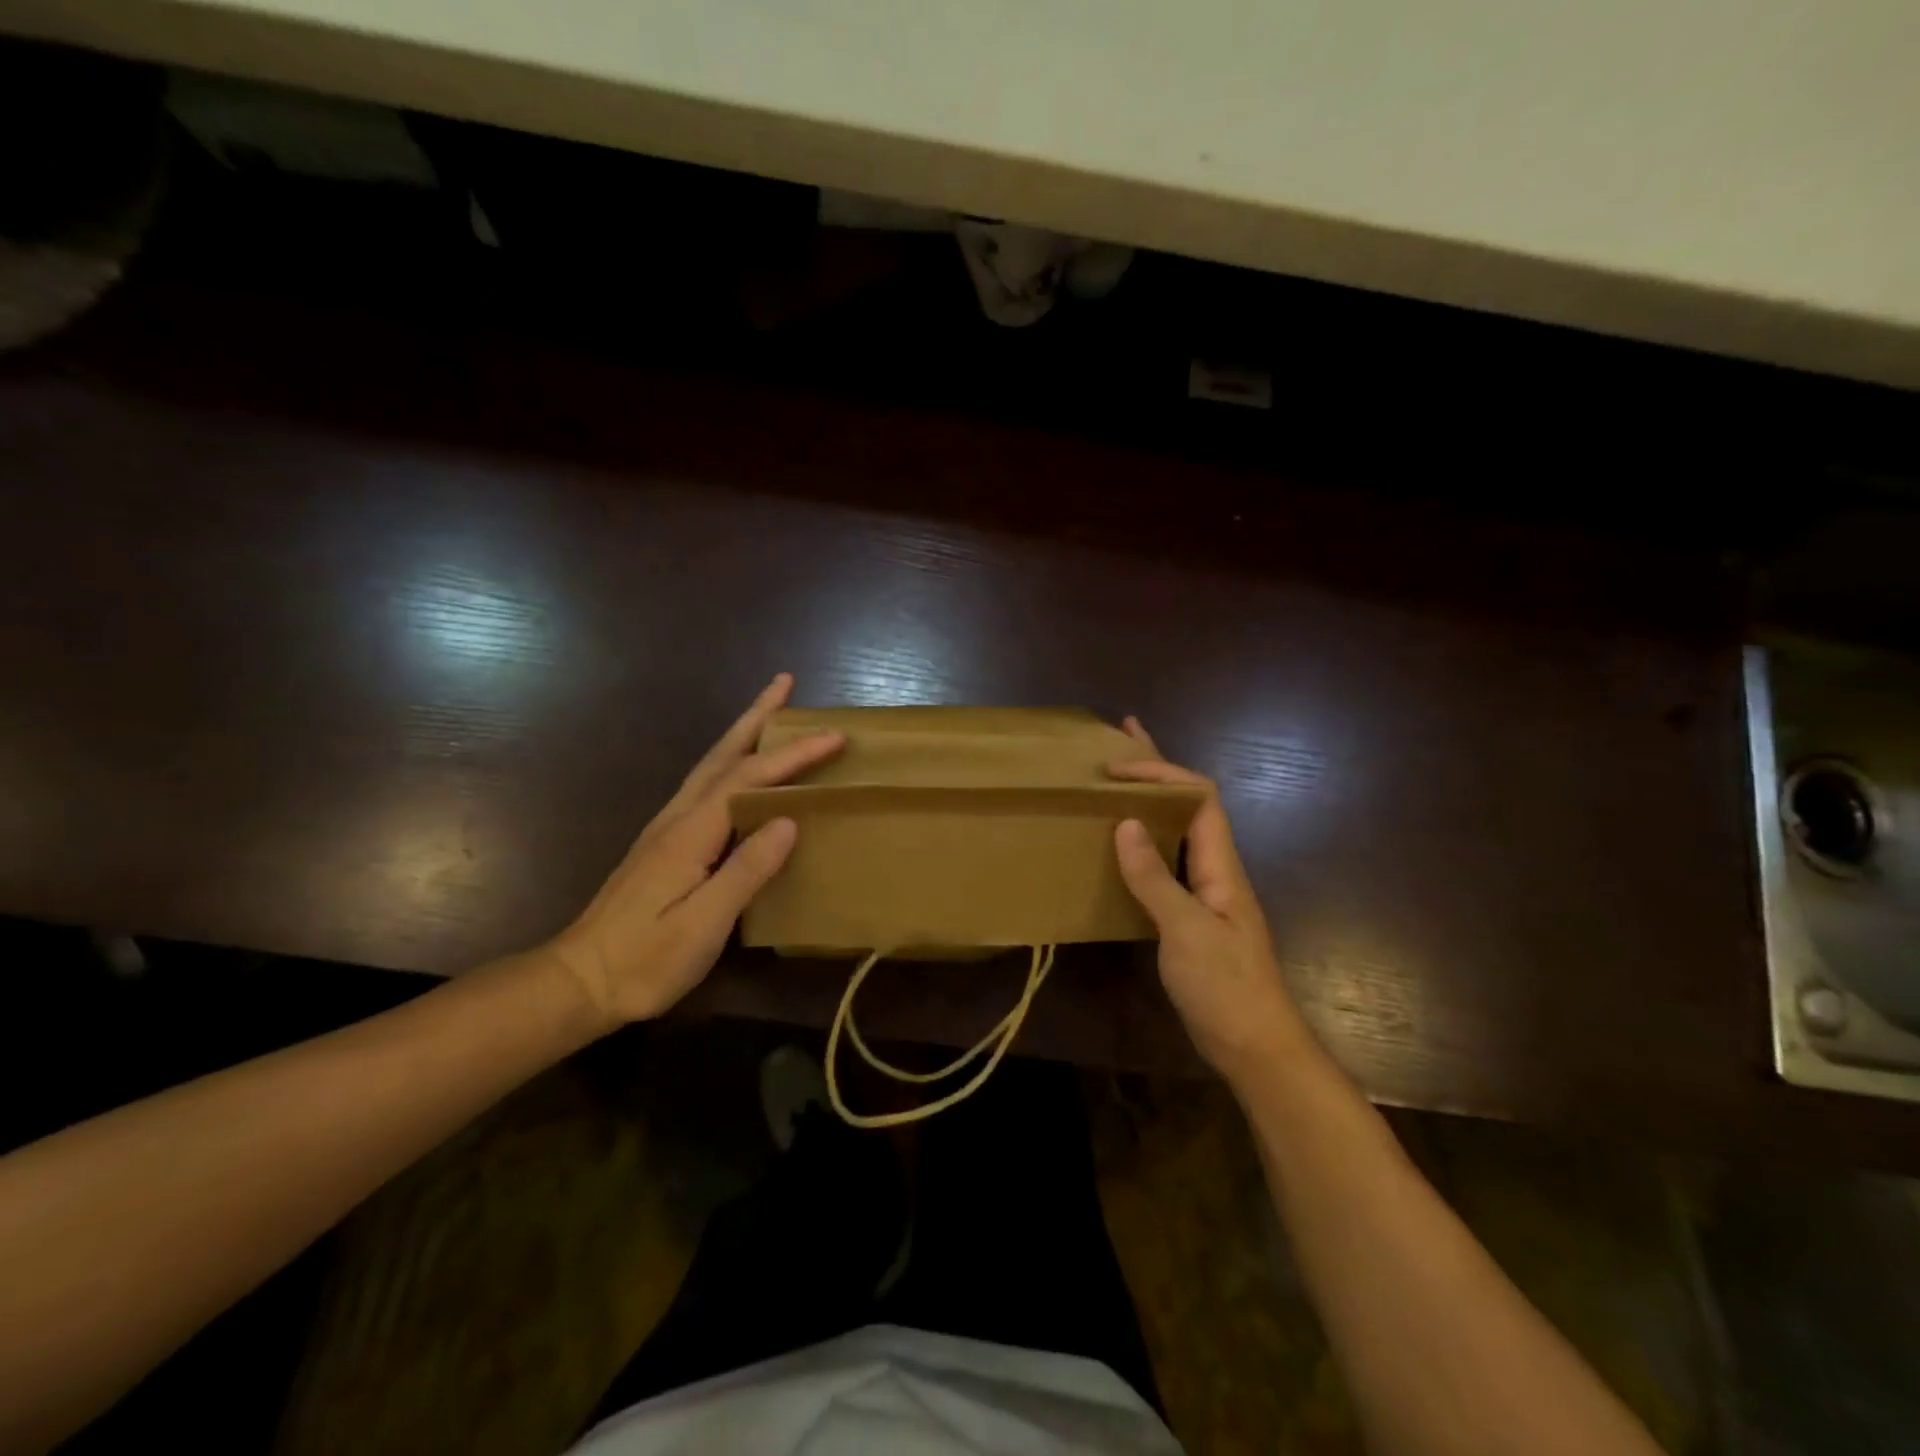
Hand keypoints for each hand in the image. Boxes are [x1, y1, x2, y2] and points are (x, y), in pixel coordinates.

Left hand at [548, 673, 842, 1025]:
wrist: (579, 981)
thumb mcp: (704, 923)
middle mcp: (678, 818)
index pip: (750, 777)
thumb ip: (746, 869)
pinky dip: (731, 762)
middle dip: (756, 716)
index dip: (793, 754)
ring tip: (769, 712)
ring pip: (711, 766)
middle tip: (784, 683)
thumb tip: (788, 821)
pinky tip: (740, 772)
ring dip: (743, 734)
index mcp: (691, 832)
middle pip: (723, 754)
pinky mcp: (664, 844)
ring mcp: (667, 829)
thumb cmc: (646, 959)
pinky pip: (706, 786)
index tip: (833, 736)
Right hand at [1108, 717, 1307, 1083]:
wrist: (1254, 1047)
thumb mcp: (1185, 930)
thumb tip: (1125, 824)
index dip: (1162, 773)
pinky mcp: (1189, 917)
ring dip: (1148, 803)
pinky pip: (1163, 865)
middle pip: (1188, 804)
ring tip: (1114, 783)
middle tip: (1122, 737)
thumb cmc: (1226, 986)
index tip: (1118, 768)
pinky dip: (1141, 844)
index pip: (1198, 797)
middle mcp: (1214, 869)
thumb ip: (1154, 877)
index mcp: (1221, 865)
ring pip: (1174, 832)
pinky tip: (1119, 847)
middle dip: (1158, 769)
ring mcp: (1203, 893)